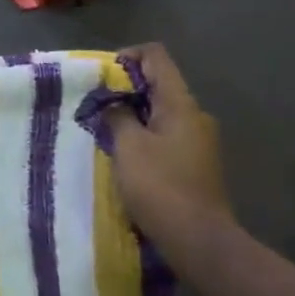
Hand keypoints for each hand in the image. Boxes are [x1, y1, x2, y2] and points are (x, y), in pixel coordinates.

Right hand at [104, 44, 230, 251]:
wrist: (198, 239)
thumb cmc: (160, 187)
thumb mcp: (128, 147)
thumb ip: (118, 116)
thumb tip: (114, 104)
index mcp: (180, 104)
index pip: (156, 57)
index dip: (127, 56)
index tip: (101, 77)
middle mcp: (195, 115)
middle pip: (159, 84)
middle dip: (125, 90)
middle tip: (95, 107)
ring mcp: (199, 140)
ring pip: (161, 112)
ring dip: (133, 115)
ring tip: (105, 132)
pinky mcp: (196, 162)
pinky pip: (166, 135)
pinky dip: (144, 135)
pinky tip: (126, 156)